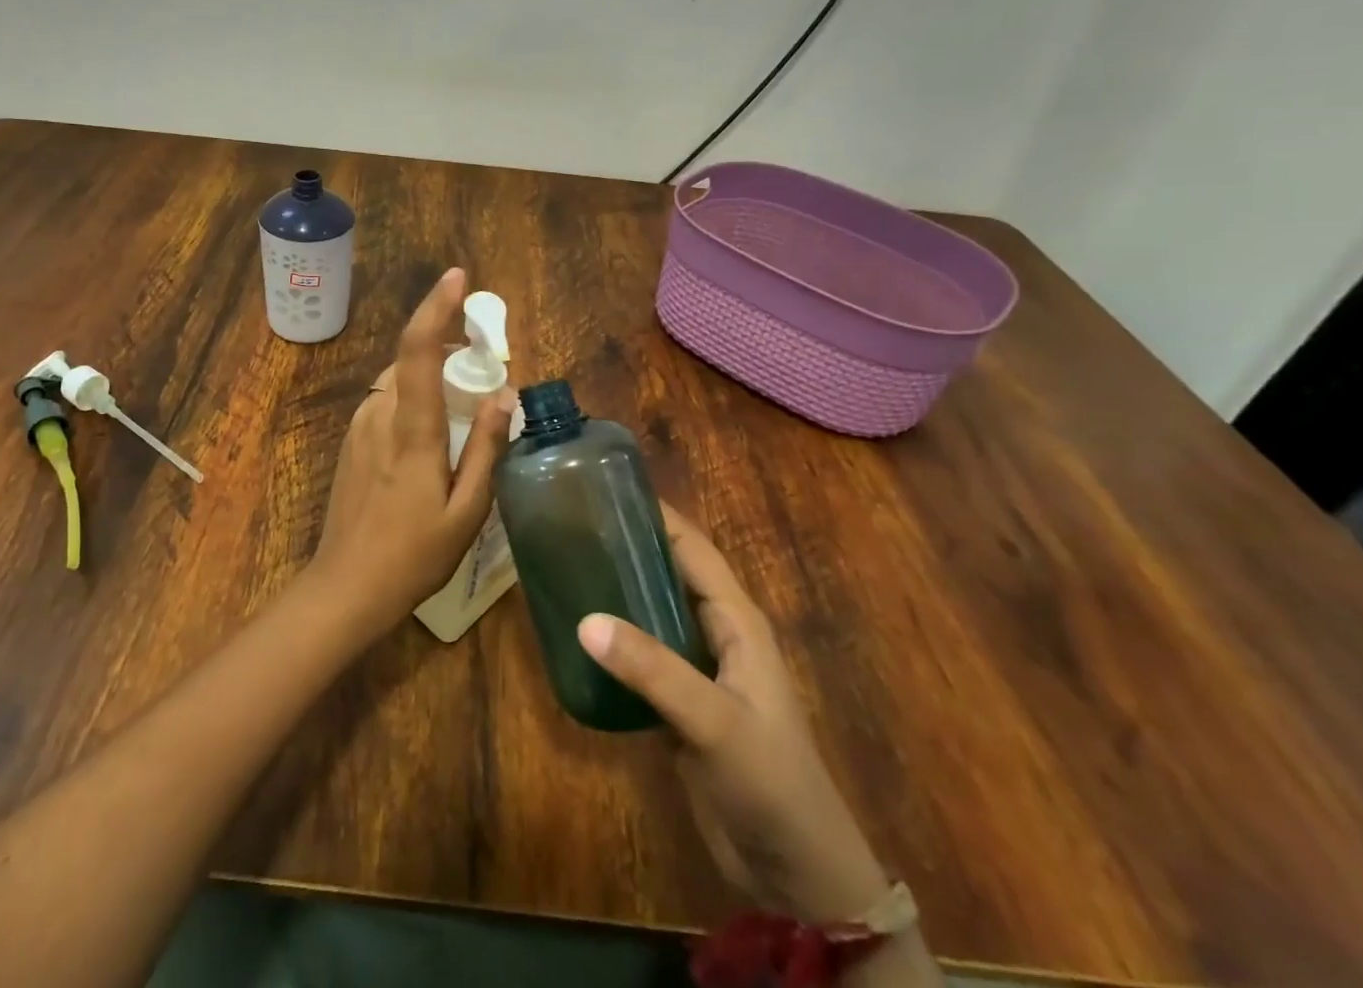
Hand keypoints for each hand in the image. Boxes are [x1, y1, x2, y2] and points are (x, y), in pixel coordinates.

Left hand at [310, 268, 514, 638]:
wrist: (345, 587)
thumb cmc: (414, 554)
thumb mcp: (467, 511)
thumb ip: (487, 449)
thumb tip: (504, 394)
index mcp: (412, 429)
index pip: (419, 350)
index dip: (436, 307)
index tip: (457, 277)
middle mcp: (380, 414)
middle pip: (410, 358)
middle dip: (445, 344)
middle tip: (483, 359)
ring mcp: (360, 426)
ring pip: (398, 379)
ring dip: (429, 373)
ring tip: (464, 398)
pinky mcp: (352, 441)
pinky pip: (387, 400)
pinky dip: (413, 395)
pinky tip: (433, 429)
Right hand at [577, 506, 886, 921]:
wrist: (797, 874)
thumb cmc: (770, 781)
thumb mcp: (714, 721)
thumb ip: (653, 670)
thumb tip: (584, 620)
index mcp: (737, 621)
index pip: (692, 549)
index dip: (655, 515)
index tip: (605, 489)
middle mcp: (716, 634)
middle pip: (668, 573)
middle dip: (627, 547)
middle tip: (571, 525)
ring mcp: (698, 669)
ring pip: (651, 613)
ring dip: (617, 591)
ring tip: (565, 566)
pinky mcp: (680, 703)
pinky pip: (642, 655)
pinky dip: (614, 639)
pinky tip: (576, 633)